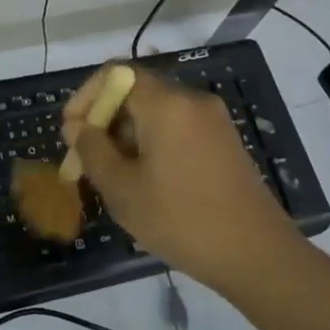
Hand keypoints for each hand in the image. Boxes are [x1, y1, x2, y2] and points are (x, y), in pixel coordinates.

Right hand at [62, 66, 298, 293]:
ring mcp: (212, 120)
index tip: (72, 132)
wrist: (257, 255)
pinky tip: (147, 180)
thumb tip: (76, 126)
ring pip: (156, 111)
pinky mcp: (224, 140)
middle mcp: (191, 100)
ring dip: (127, 134)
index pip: (115, 74)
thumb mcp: (122, 189)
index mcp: (166, 103)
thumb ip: (91, 149)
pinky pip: (177, 127)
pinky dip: (153, 142)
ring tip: (115, 176)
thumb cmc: (181, 219)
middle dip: (105, 120)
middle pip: (135, 91)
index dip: (86, 96)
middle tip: (87, 160)